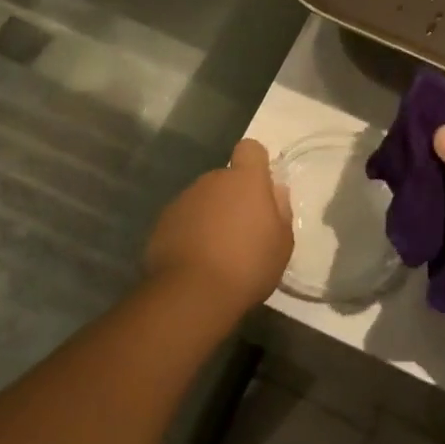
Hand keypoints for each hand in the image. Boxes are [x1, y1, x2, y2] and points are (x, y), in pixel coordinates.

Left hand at [143, 140, 292, 315]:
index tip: (260, 188)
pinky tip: (196, 261)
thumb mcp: (282, 244)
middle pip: (226, 178)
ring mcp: (184, 199)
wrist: (192, 295)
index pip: (250, 149)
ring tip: (217, 251)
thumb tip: (275, 192)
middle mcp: (212, 180)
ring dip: (211, 215)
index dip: (256, 163)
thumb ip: (280, 211)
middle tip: (242, 231)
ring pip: (204, 199)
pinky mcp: (162, 222)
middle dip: (233, 197)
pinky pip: (184, 219)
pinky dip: (190, 232)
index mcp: (245, 180)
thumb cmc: (248, 266)